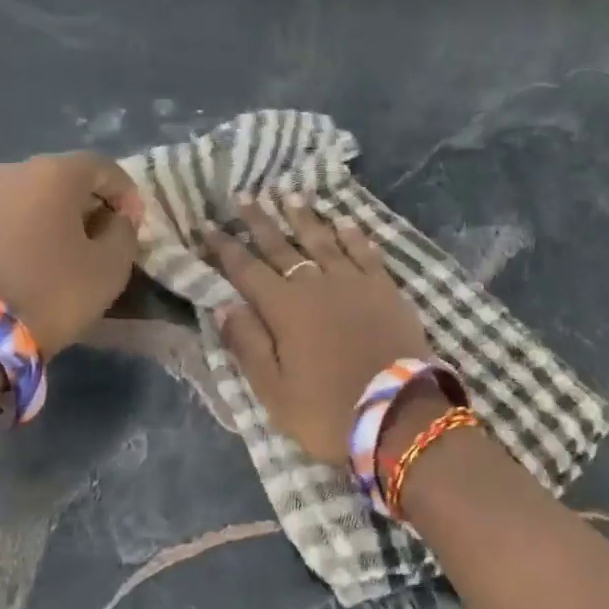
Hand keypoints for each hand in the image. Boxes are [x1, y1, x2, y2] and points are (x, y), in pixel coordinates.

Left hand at [0, 152, 143, 356]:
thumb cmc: (50, 290)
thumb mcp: (109, 267)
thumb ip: (124, 233)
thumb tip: (116, 220)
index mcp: (55, 173)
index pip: (104, 167)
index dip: (126, 193)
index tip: (134, 224)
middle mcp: (13, 171)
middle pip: (64, 178)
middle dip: (89, 203)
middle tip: (103, 236)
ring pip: (31, 198)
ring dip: (54, 217)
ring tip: (66, 252)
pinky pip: (5, 218)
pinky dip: (25, 232)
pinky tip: (32, 262)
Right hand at [204, 196, 431, 465]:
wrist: (400, 414)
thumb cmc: (329, 411)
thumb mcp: (274, 392)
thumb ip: (248, 344)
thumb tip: (222, 305)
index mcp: (284, 309)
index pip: (246, 270)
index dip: (225, 247)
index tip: (207, 225)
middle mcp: (316, 284)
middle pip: (282, 246)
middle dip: (260, 221)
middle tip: (244, 195)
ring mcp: (354, 282)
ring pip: (323, 239)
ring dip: (304, 216)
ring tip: (289, 194)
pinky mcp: (385, 287)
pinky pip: (364, 251)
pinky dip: (352, 234)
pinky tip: (344, 220)